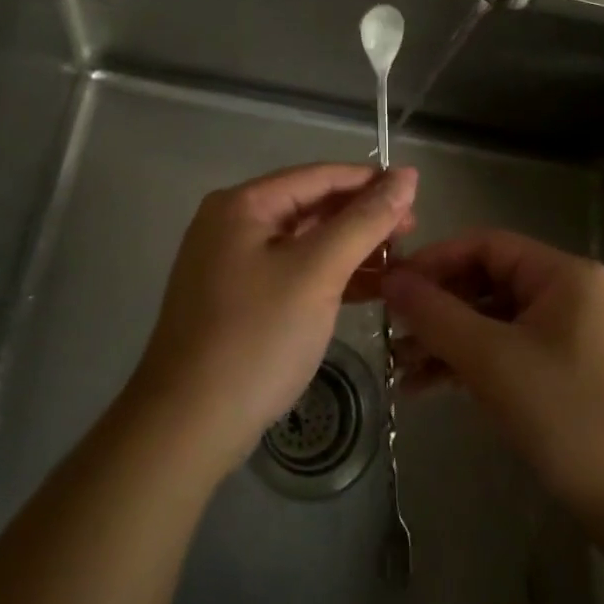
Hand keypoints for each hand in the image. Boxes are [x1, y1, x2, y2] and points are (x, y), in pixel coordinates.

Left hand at [131, 163, 417, 479]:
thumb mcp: (317, 272)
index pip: (319, 176)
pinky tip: (368, 289)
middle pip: (311, 206)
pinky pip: (293, 272)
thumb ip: (365, 221)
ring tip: (399, 261)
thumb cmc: (256, 337)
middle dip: (363, 217)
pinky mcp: (239, 300)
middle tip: (412, 232)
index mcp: (243, 204)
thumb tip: (407, 175)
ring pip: (305, 242)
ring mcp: (232, 264)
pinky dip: (330, 277)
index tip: (417, 191)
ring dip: (351, 249)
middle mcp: (233, 223)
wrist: (186, 428)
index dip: (370, 181)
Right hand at [382, 228, 603, 542]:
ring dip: (449, 341)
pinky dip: (473, 365)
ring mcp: (572, 335)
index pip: (485, 245)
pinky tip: (431, 388)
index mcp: (562, 274)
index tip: (390, 286)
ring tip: (401, 369)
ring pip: (495, 321)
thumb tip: (390, 278)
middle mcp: (570, 293)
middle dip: (438, 307)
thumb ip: (437, 315)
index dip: (434, 261)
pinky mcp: (569, 374)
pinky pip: (510, 352)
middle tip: (392, 333)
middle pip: (488, 282)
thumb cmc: (572, 417)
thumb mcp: (494, 361)